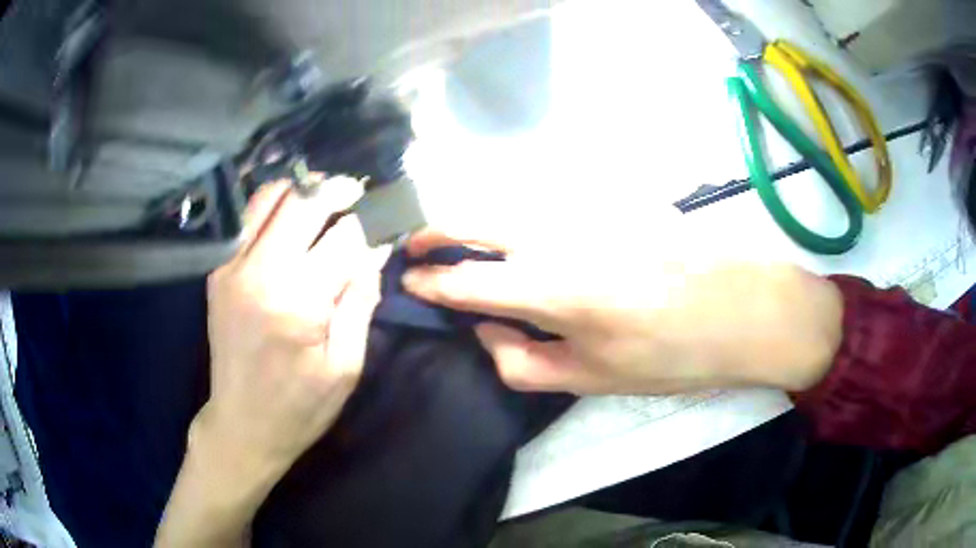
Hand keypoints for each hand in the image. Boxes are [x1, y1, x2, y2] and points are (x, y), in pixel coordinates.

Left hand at [200, 179, 386, 480]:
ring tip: (324, 201)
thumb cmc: (300, 406)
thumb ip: (360, 300)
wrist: (242, 425)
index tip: (385, 221)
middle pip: (303, 201)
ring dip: (302, 190)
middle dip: (338, 190)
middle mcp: (259, 273)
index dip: (370, 223)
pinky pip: (246, 218)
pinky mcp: (218, 271)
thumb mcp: (346, 366)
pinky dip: (273, 206)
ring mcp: (231, 267)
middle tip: (357, 195)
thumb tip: (376, 247)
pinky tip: (290, 219)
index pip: (344, 236)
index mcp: (298, 302)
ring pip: (269, 197)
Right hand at [401, 229, 842, 395]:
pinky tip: (518, 234)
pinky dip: (513, 213)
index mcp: (550, 288)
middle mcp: (556, 235)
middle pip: (473, 218)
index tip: (407, 283)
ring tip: (457, 243)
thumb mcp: (592, 379)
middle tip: (415, 249)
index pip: (464, 280)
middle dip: (433, 232)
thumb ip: (521, 362)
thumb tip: (486, 330)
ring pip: (505, 202)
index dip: (429, 283)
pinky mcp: (607, 198)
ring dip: (470, 219)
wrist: (740, 307)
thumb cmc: (670, 354)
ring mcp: (584, 208)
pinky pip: (543, 200)